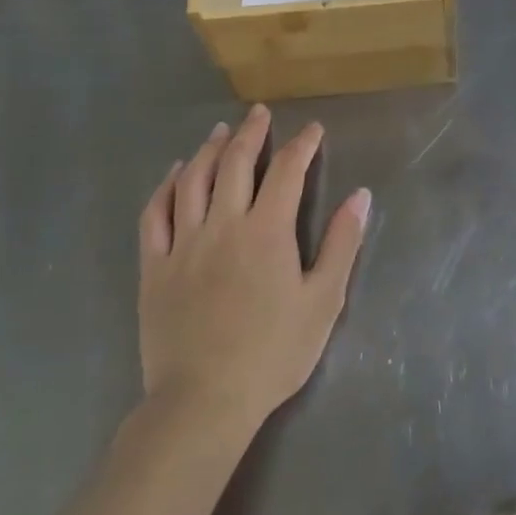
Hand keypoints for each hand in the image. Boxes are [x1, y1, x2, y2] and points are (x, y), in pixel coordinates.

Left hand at [137, 105, 370, 431]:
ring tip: (221, 131)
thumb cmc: (274, 352)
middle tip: (260, 114)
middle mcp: (223, 224)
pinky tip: (174, 173)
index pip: (287, 171)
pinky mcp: (154, 266)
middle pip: (235, 164)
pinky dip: (165, 186)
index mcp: (267, 231)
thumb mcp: (323, 300)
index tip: (313, 130)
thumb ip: (342, 243)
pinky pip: (155, 214)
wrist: (204, 400)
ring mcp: (183, 243)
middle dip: (251, 133)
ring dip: (208, 149)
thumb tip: (361, 195)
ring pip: (193, 180)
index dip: (302, 145)